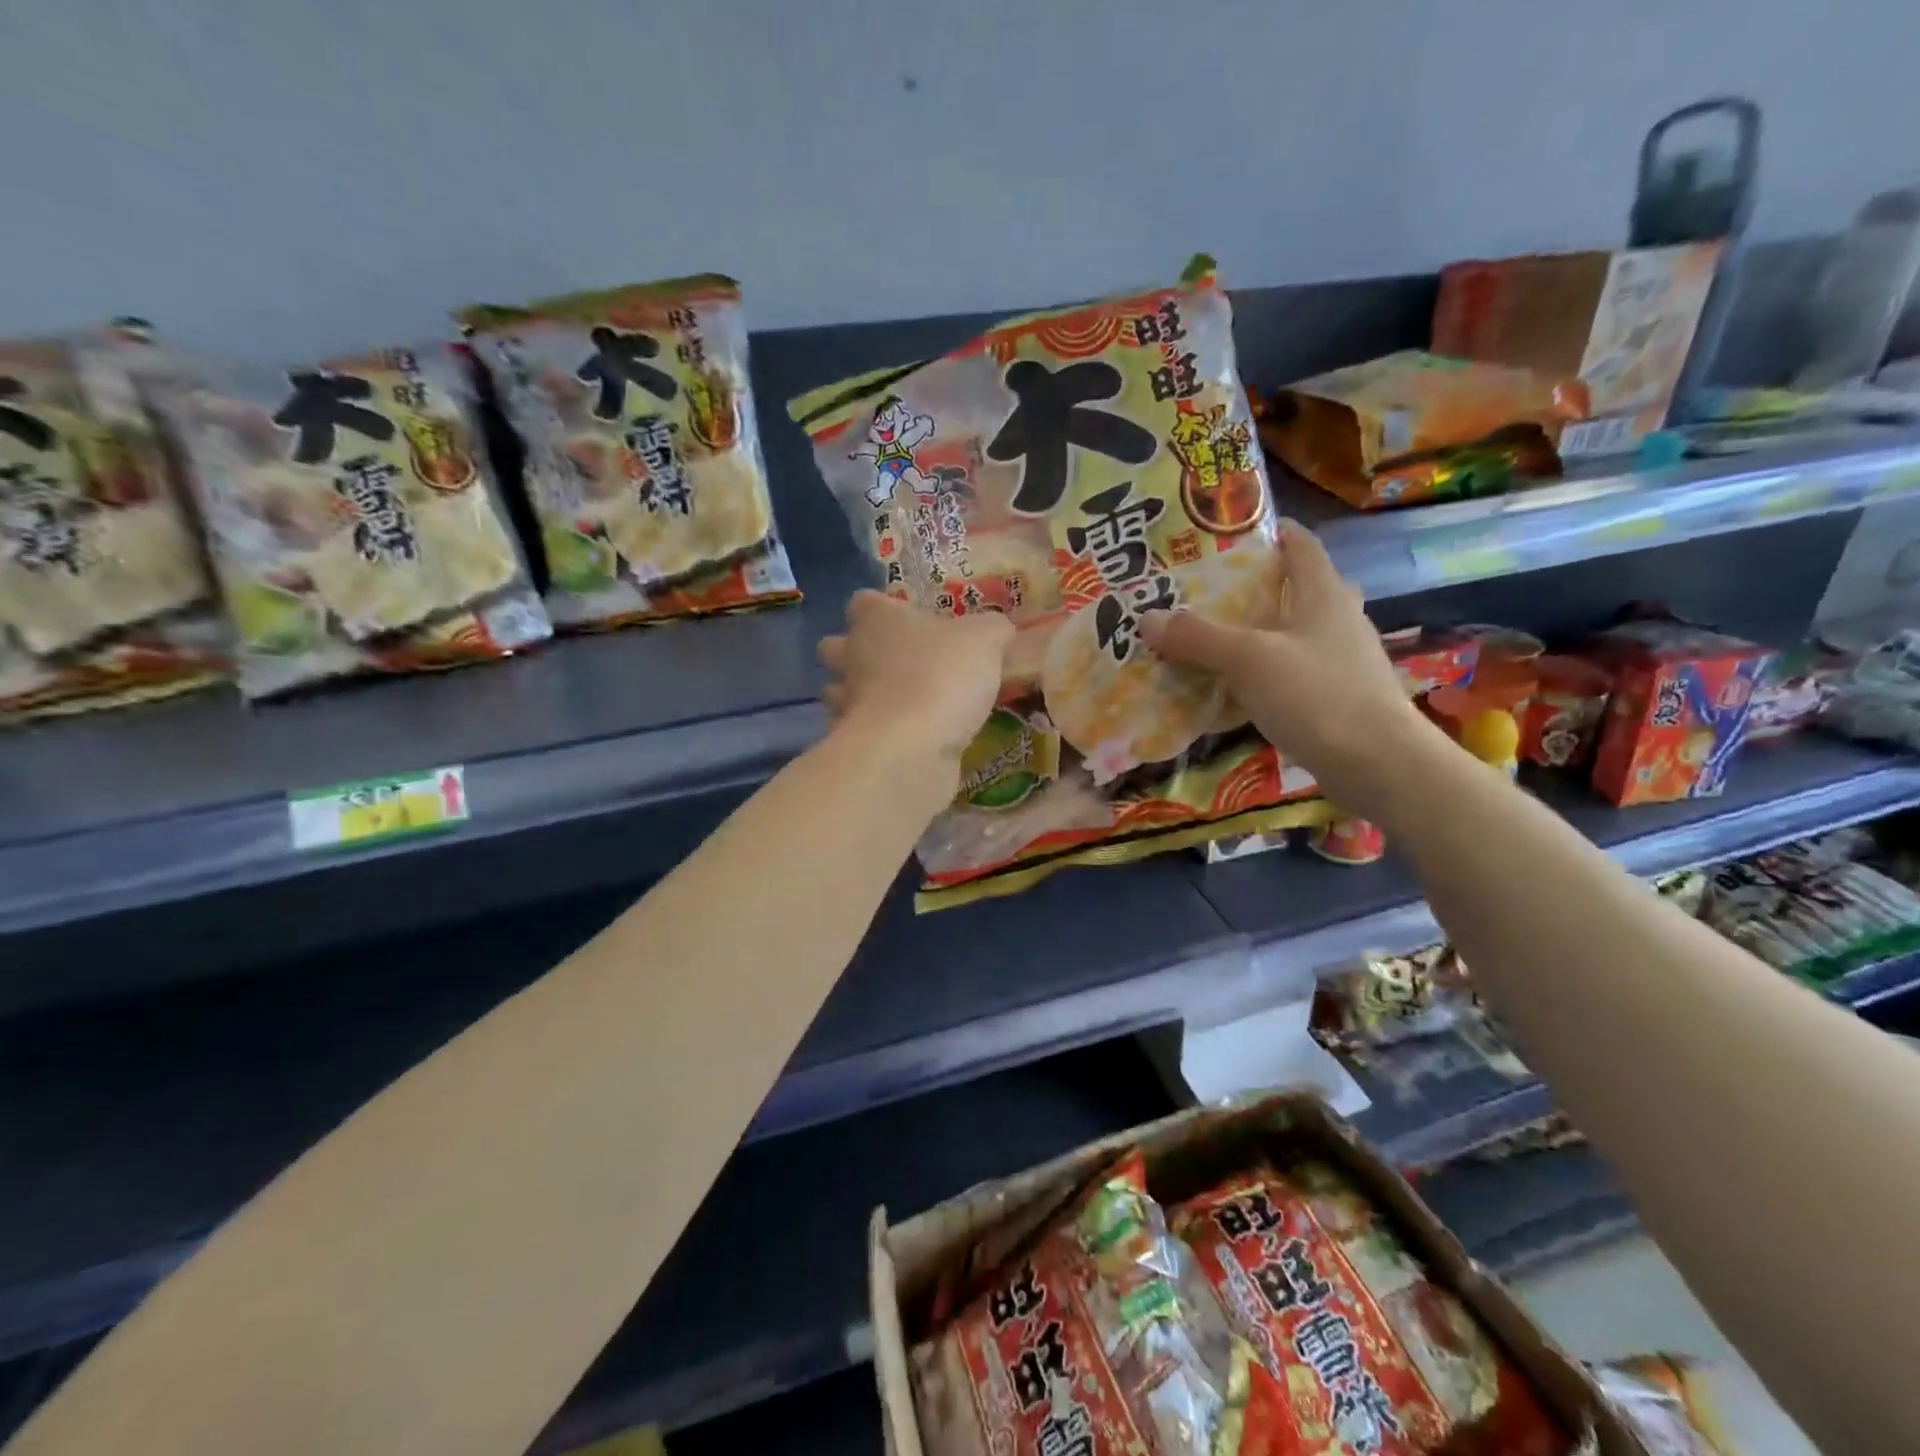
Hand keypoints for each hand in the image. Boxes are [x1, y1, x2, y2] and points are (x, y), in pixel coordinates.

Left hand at [817, 591, 1013, 771]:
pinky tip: (906, 740)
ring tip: (902, 704)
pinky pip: (859, 732)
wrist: (911, 747)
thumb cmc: (942, 675)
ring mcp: (847, 703)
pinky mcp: (853, 744)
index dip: (882, 608)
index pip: (864, 602)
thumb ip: (992, 630)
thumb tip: (998, 631)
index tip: (907, 619)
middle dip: (857, 653)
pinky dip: (877, 734)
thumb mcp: (984, 640)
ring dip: (863, 695)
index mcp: (877, 620)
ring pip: (840, 692)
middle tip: (899, 663)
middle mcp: (852, 656)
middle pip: (837, 646)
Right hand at [1139, 521, 1437, 817]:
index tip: (1230, 535)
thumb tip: (1147, 617)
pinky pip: (1289, 674)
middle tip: (1207, 593)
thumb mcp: (1249, 660)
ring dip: (1255, 635)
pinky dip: (1260, 675)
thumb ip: (1198, 637)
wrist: (1378, 765)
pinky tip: (1231, 690)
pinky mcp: (1335, 698)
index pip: (1300, 546)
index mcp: (1323, 594)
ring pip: (1290, 635)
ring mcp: (1339, 661)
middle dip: (1254, 588)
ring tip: (1208, 639)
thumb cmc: (1318, 695)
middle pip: (1294, 590)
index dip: (1271, 534)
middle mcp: (1336, 620)